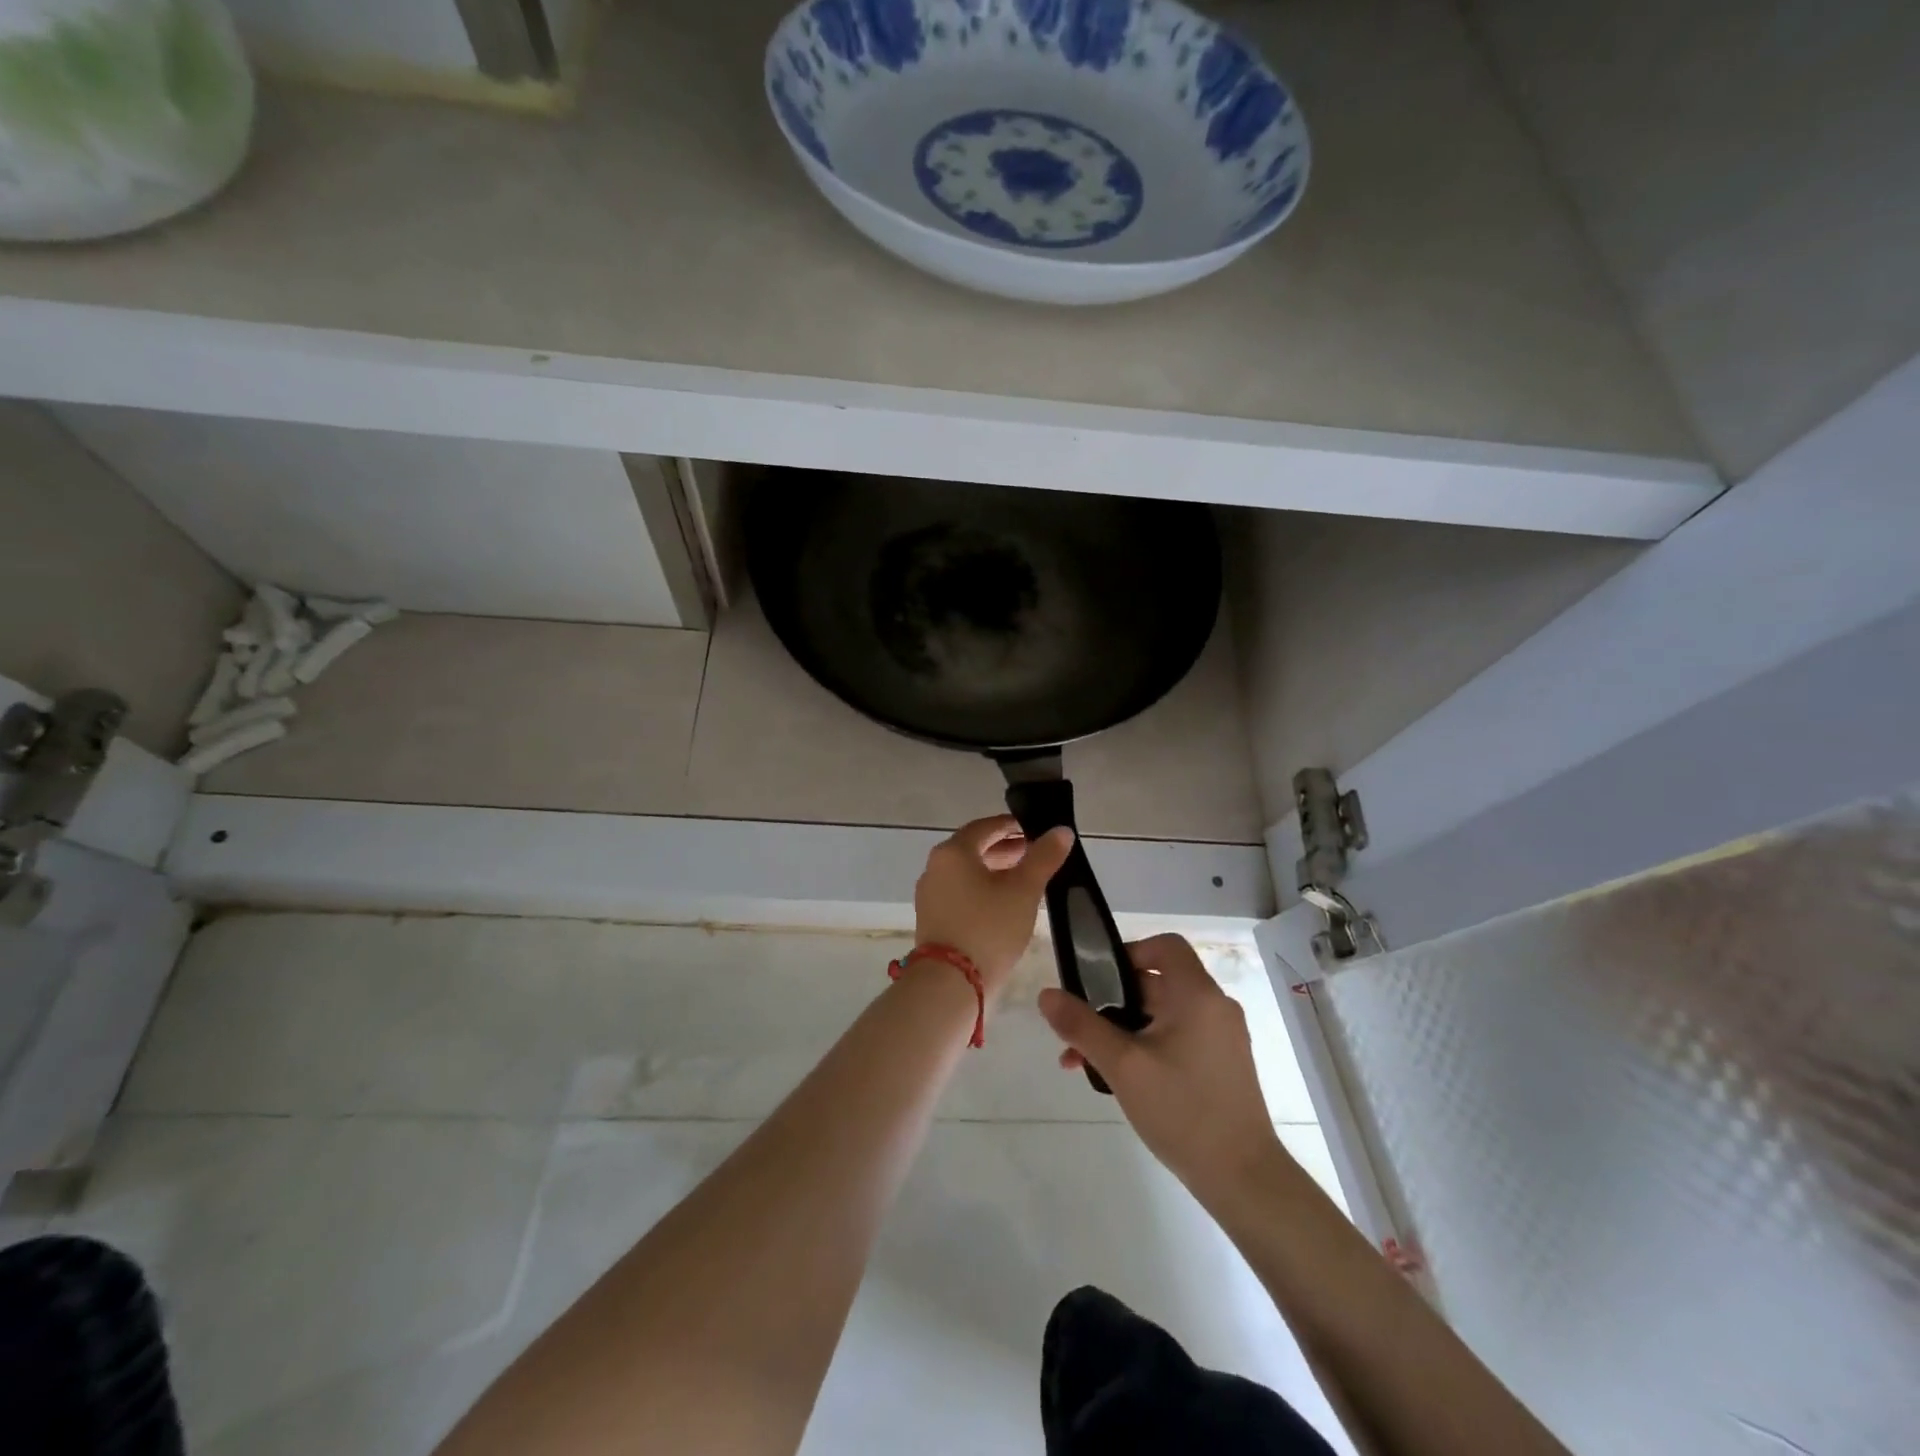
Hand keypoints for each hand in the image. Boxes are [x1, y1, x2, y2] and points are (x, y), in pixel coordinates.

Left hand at [914, 815, 1073, 997]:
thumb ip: (1043, 857)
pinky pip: (960, 892)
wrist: (950, 984)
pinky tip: (1005, 904)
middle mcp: (936, 867)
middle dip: (1006, 849)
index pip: (985, 827)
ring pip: (967, 872)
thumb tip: (1061, 831)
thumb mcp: (1024, 891)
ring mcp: (930, 894)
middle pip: (974, 848)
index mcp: (953, 852)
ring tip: (1025, 879)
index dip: (1013, 826)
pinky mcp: (932, 918)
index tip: (1036, 831)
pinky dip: (982, 889)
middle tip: (1036, 855)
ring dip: (995, 870)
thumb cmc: (989, 928)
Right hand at [1038, 934, 1280, 1204]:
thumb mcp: (1123, 1066)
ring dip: (1123, 1030)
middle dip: (1111, 1003)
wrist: (1244, 1178)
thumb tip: (1046, 994)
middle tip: (1078, 1032)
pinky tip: (1120, 1080)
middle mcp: (1214, 1007)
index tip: (1098, 980)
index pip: (1165, 946)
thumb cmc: (1183, 1110)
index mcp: (1197, 995)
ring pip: (1162, 1015)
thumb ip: (1082, 1026)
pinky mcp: (1222, 1064)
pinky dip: (1146, 1046)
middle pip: (1157, 983)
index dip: (1129, 952)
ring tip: (1086, 1063)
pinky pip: (1177, 1038)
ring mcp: (1221, 1037)